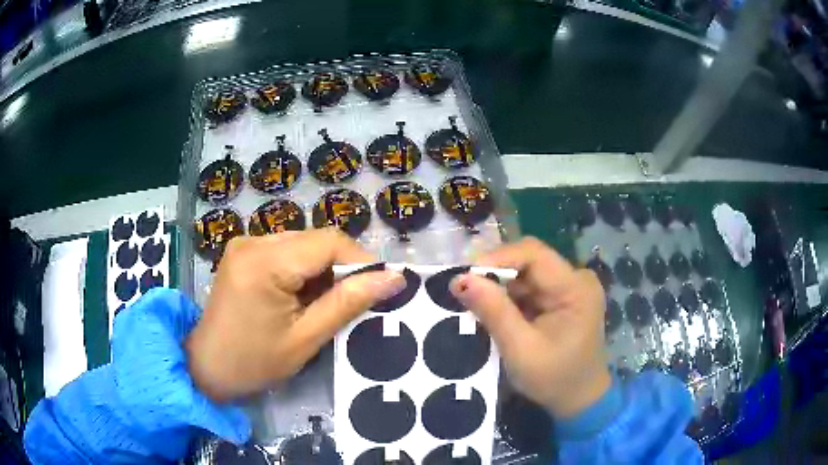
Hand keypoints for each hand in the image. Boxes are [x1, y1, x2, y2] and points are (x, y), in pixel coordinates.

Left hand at [186, 229, 405, 401]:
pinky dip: (304, 269)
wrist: (207, 366)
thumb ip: (347, 303)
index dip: (362, 261)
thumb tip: (393, 278)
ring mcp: (245, 243)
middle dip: (342, 267)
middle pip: (316, 240)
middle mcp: (253, 241)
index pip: (329, 242)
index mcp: (264, 263)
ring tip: (327, 302)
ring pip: (303, 243)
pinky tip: (303, 296)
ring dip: (323, 269)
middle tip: (355, 301)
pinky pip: (286, 250)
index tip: (382, 287)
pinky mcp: (243, 251)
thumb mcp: (306, 338)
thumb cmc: (254, 362)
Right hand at [450, 237, 611, 417]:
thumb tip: (460, 279)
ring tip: (475, 305)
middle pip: (529, 261)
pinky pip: (530, 288)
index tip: (465, 276)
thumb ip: (493, 311)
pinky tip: (495, 312)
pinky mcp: (563, 298)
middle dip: (495, 274)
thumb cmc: (554, 379)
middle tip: (464, 292)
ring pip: (526, 274)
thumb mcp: (520, 349)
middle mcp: (576, 279)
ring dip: (500, 287)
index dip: (497, 258)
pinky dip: (510, 298)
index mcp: (575, 287)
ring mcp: (571, 287)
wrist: (579, 400)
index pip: (533, 254)